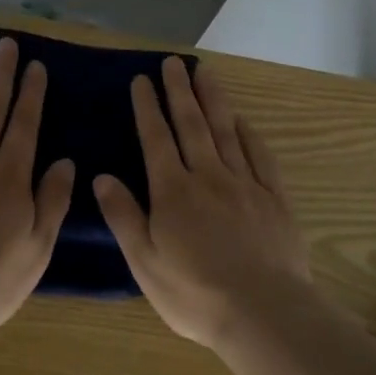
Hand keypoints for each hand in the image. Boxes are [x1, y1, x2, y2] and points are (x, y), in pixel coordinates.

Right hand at [92, 56, 312, 347]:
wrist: (263, 311)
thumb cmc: (195, 293)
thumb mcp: (145, 262)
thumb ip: (124, 216)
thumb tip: (102, 177)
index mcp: (173, 191)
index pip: (156, 139)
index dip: (147, 108)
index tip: (141, 80)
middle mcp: (208, 176)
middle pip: (191, 124)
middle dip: (179, 91)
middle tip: (172, 62)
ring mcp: (245, 183)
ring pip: (225, 131)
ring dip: (213, 99)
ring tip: (204, 72)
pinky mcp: (274, 197)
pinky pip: (259, 156)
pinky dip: (248, 134)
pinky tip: (241, 120)